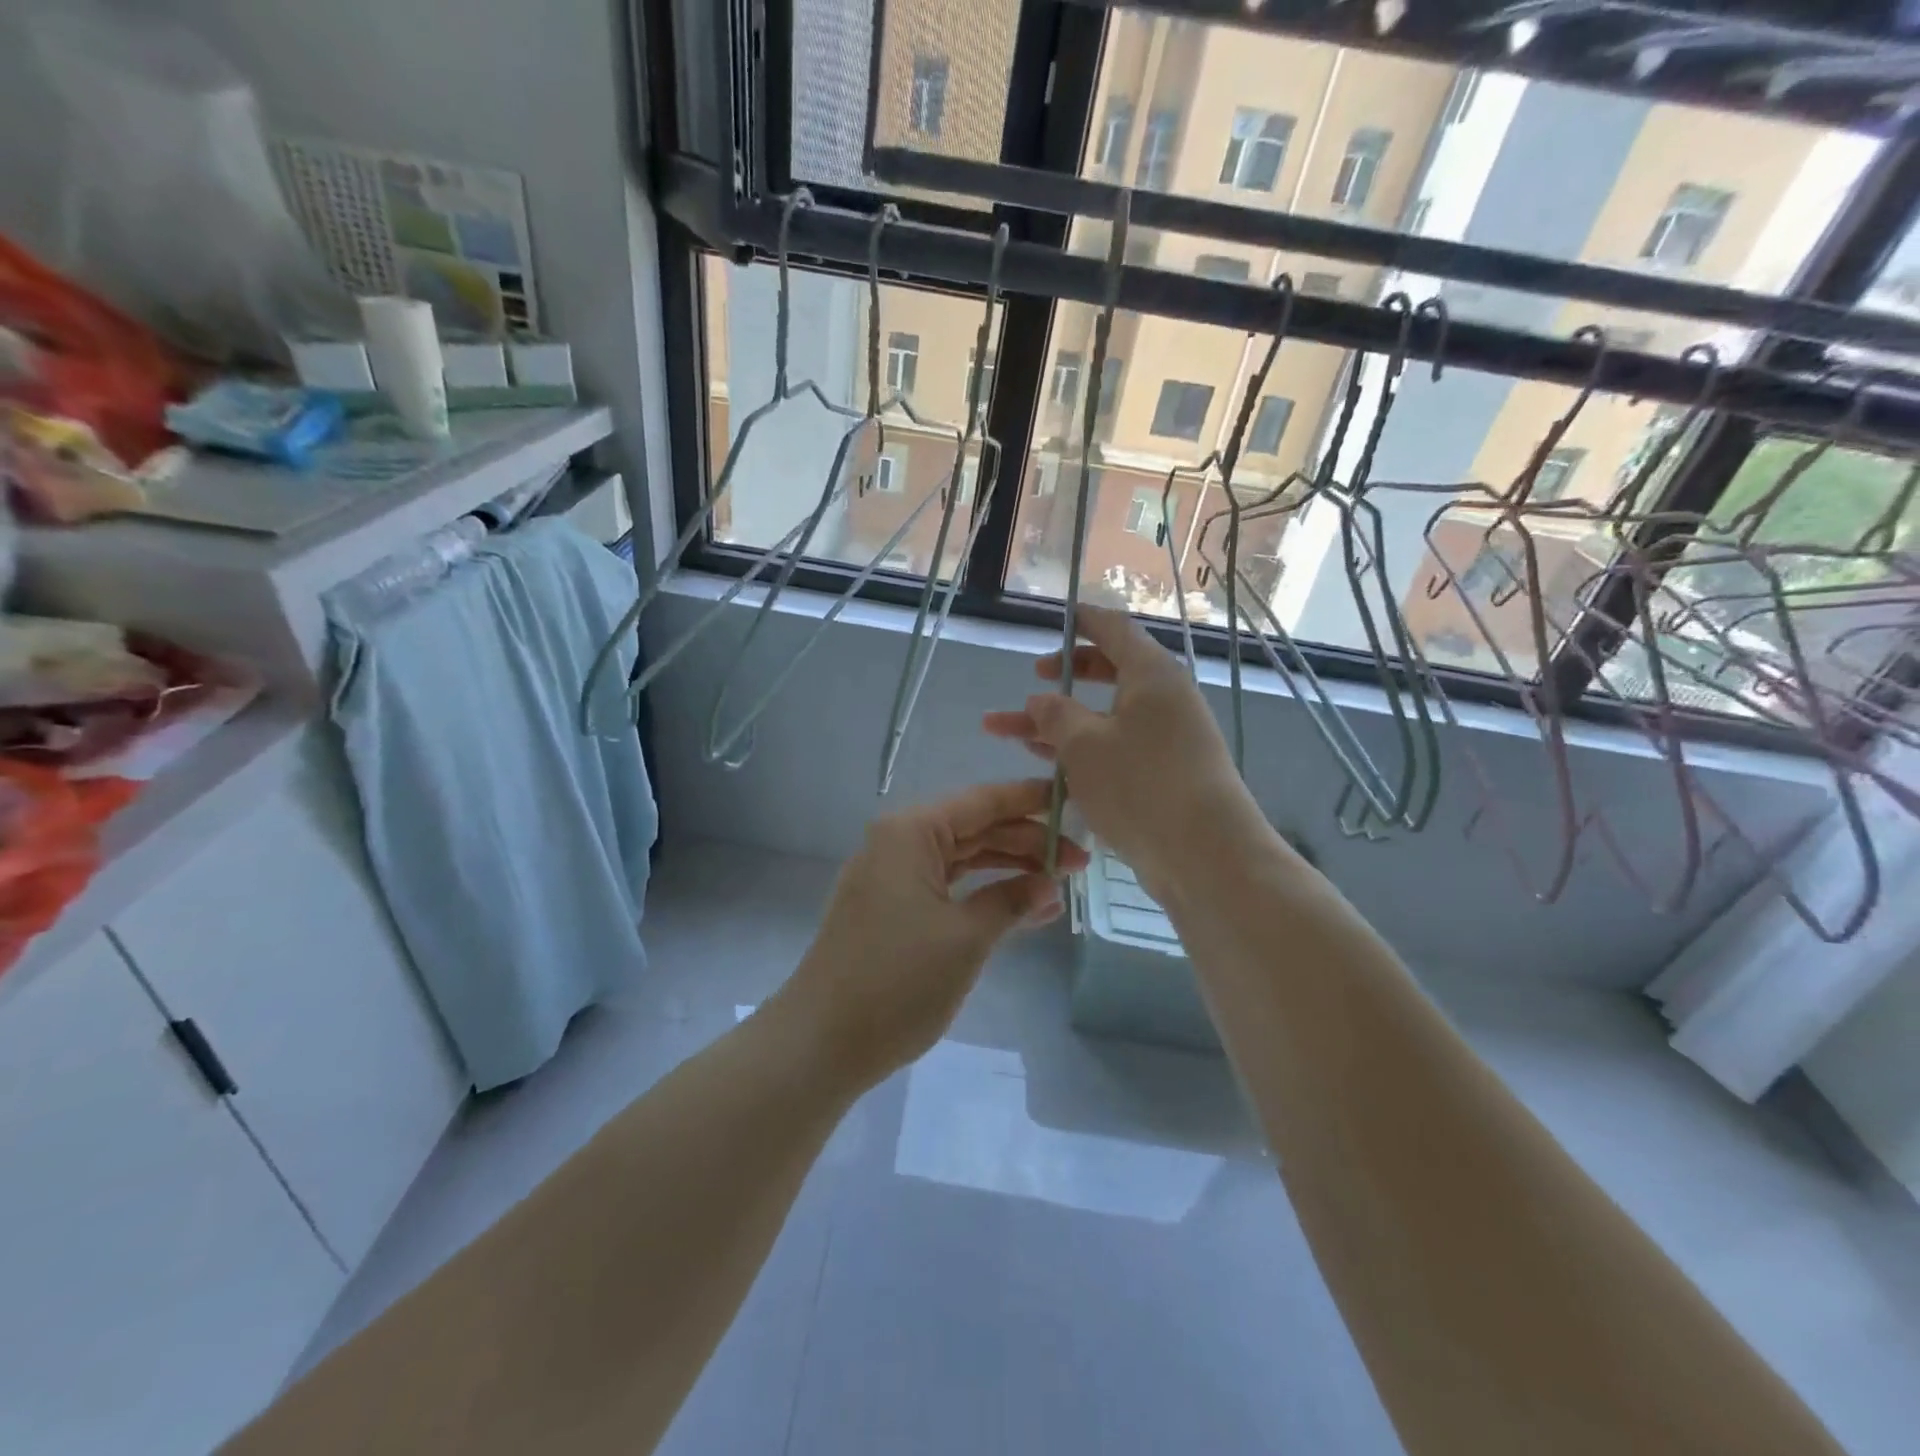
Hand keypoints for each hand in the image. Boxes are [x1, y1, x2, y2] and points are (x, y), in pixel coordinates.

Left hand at [783, 779, 1088, 1084]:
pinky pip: (945, 887)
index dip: (1030, 802)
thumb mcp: (966, 938)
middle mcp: (897, 843)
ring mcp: (890, 877)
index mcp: (910, 832)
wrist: (822, 1041)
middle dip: (1025, 843)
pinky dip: (981, 895)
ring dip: (1007, 870)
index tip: (1075, 803)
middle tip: (1079, 863)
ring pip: (961, 859)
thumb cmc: (898, 979)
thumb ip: (1011, 901)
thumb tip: (1049, 886)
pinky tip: (1022, 909)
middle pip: (973, 828)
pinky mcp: (889, 909)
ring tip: (1059, 887)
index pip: (982, 802)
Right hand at [982, 605, 1258, 902]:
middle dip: (1064, 675)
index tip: (1057, 616)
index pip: (1114, 629)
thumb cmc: (1141, 785)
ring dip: (1059, 722)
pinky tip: (1046, 765)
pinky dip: (1081, 751)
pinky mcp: (1165, 774)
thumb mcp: (1083, 745)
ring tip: (1009, 731)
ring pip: (1105, 716)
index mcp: (1151, 675)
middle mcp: (1164, 699)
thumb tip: (1041, 699)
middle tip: (1032, 678)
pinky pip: (1116, 748)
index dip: (1083, 620)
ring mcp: (1167, 739)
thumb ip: (1055, 715)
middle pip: (1110, 672)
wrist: (1205, 855)